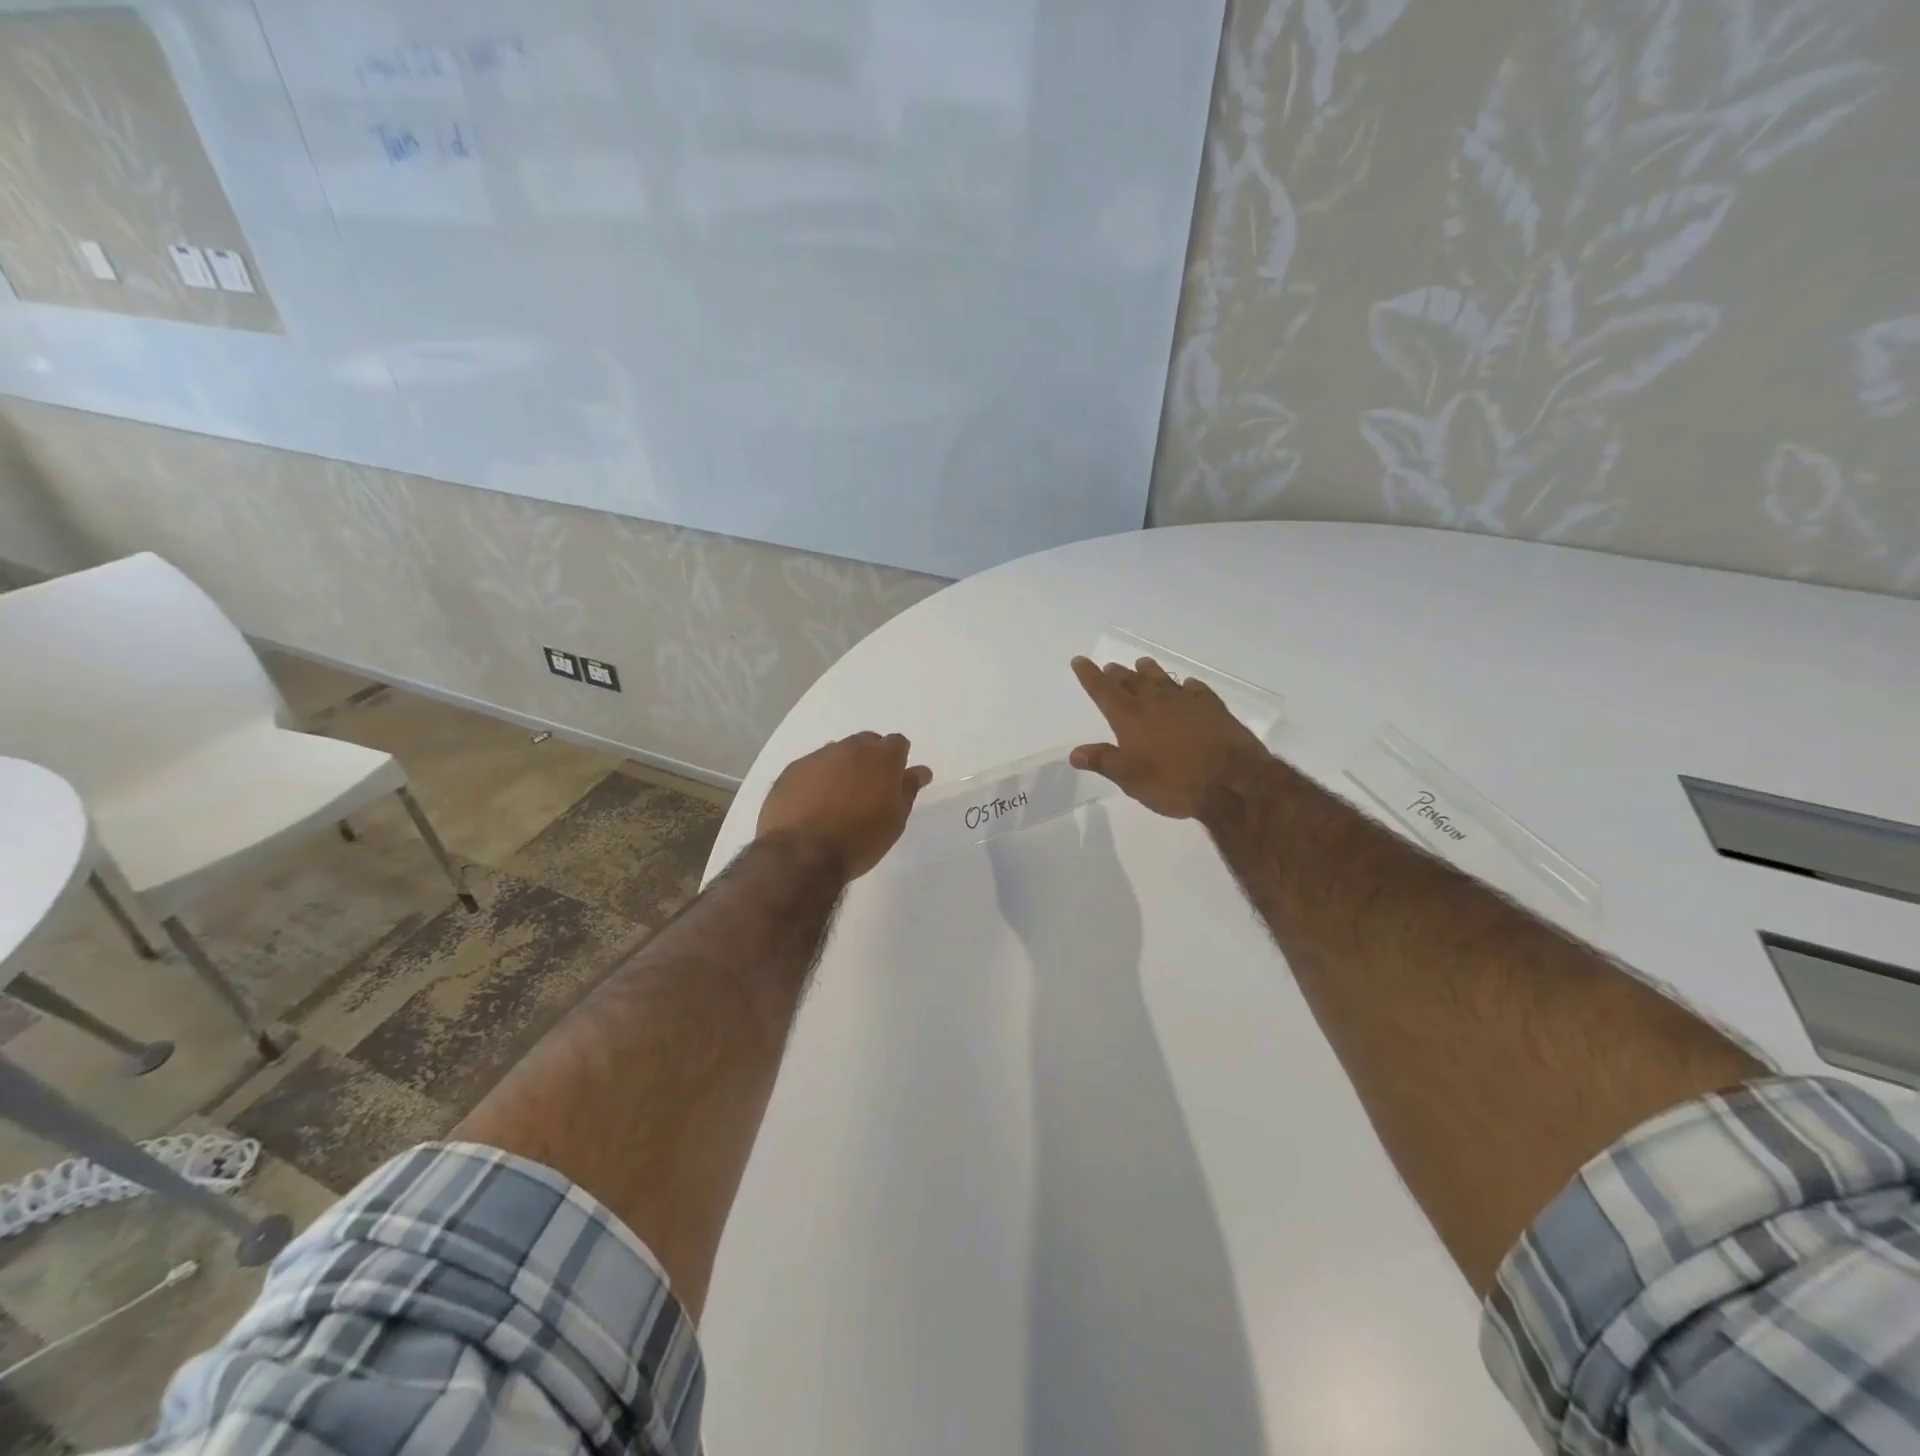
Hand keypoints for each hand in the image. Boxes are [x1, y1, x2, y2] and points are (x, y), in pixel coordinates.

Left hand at [756, 732, 932, 879]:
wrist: (802, 854)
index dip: (897, 759)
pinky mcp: (790, 771)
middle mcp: (849, 748)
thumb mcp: (895, 820)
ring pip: (835, 753)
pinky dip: (815, 780)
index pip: (897, 743)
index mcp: (881, 757)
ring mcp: (816, 757)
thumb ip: (908, 789)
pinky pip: (810, 768)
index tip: (895, 780)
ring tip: (837, 799)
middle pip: (865, 742)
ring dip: (841, 768)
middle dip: (870, 758)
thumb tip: (920, 770)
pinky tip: (811, 805)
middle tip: (868, 789)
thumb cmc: (860, 840)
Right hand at [1069, 656, 1269, 819]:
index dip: (1089, 675)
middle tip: (1110, 668)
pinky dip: (1186, 686)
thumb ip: (1103, 761)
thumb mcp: (1130, 779)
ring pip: (1162, 678)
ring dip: (1149, 671)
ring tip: (1141, 664)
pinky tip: (1187, 685)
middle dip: (1117, 674)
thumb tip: (1075, 753)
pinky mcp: (1213, 707)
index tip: (1080, 660)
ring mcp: (1186, 701)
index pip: (1103, 690)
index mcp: (1130, 717)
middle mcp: (1155, 702)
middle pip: (1131, 681)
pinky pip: (1195, 689)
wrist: (1231, 780)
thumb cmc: (1173, 782)